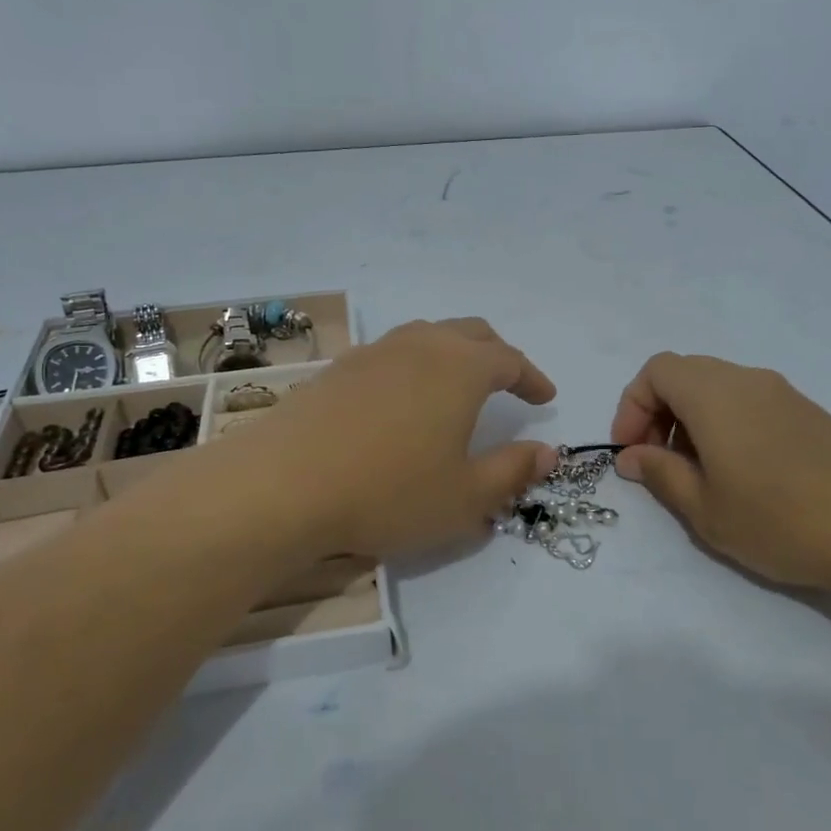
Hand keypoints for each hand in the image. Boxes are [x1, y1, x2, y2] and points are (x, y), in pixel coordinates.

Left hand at [248, 318, 558, 561]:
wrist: (282, 486)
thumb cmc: (389, 492)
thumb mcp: (466, 496)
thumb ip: (513, 471)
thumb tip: (548, 452)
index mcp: (460, 368)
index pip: (510, 360)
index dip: (532, 378)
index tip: (546, 398)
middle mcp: (420, 346)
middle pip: (471, 333)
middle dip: (497, 355)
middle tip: (509, 383)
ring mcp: (374, 353)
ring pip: (427, 337)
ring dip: (453, 354)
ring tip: (458, 385)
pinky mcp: (337, 369)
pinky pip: (391, 354)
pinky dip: (414, 366)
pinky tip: (403, 400)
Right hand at [610, 352, 830, 596]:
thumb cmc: (782, 520)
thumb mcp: (706, 509)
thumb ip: (661, 475)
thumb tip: (634, 456)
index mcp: (715, 394)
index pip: (656, 371)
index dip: (631, 407)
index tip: (631, 453)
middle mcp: (748, 380)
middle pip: (686, 374)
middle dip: (658, 413)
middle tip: (659, 463)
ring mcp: (784, 394)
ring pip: (719, 389)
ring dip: (692, 421)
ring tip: (699, 475)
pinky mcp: (810, 414)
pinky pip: (750, 403)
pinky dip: (726, 426)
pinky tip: (742, 475)